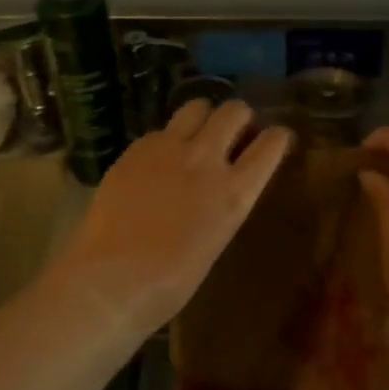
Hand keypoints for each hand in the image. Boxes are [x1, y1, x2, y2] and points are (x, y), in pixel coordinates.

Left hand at [45, 99, 293, 336]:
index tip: (276, 140)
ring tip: (197, 135)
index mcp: (235, 192)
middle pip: (235, 111)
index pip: (272, 144)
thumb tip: (222, 188)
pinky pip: (161, 129)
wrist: (110, 281)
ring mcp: (168, 148)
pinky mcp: (135, 149)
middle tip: (234, 134)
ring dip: (204, 116)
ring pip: (197, 106)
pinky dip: (167, 138)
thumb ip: (223, 204)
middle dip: (240, 118)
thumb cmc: (169, 283)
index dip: (278, 137)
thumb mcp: (215, 241)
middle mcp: (206, 159)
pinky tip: (158, 160)